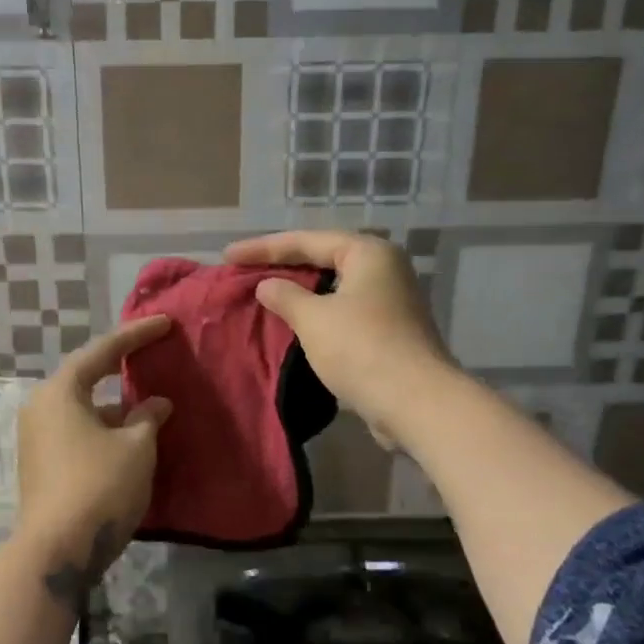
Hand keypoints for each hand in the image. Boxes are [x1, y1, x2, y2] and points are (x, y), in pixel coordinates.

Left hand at [17, 316, 174, 570]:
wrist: (57, 550)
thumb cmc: (100, 486)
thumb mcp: (136, 447)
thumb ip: (148, 417)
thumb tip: (155, 404)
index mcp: (60, 392)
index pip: (102, 351)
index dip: (136, 335)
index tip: (164, 323)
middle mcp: (41, 408)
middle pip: (86, 378)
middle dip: (121, 370)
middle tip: (152, 357)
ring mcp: (37, 439)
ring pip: (84, 410)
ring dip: (116, 407)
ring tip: (150, 408)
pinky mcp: (41, 465)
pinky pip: (78, 432)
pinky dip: (105, 429)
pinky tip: (131, 440)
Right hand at [223, 230, 453, 447]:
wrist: (415, 402)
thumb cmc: (361, 349)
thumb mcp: (313, 319)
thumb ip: (285, 296)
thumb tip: (267, 285)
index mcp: (368, 253)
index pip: (306, 241)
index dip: (263, 248)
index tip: (227, 255)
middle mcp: (384, 269)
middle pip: (323, 259)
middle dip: (283, 266)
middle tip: (244, 270)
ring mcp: (390, 301)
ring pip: (333, 288)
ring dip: (299, 292)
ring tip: (264, 294)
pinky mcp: (390, 331)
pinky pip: (343, 312)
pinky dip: (316, 314)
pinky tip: (294, 324)